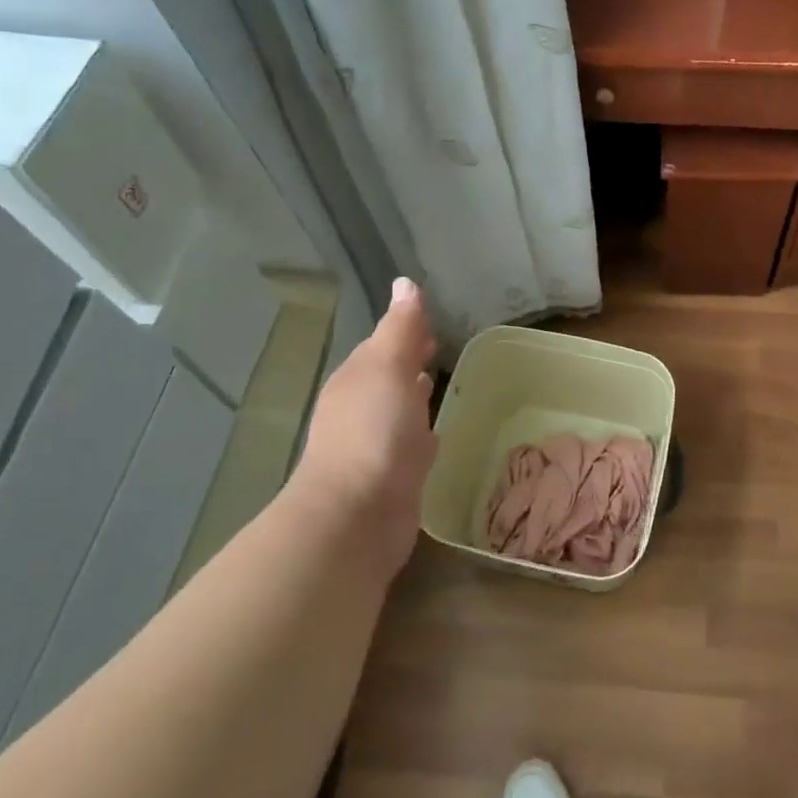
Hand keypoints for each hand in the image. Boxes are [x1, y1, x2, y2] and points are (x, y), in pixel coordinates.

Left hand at [290, 277, 438, 577]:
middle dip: (410, 359)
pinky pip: (410, 443)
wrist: (357, 514)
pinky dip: (422, 431)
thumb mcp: (388, 367)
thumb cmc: (374, 431)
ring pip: (399, 408)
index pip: (381, 344)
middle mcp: (360, 407)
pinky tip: (436, 433)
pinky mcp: (392, 476)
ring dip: (415, 394)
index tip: (432, 321)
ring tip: (440, 382)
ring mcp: (375, 443)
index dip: (405, 330)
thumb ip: (401, 328)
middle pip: (388, 374)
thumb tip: (405, 283)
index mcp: (357, 377)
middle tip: (440, 346)